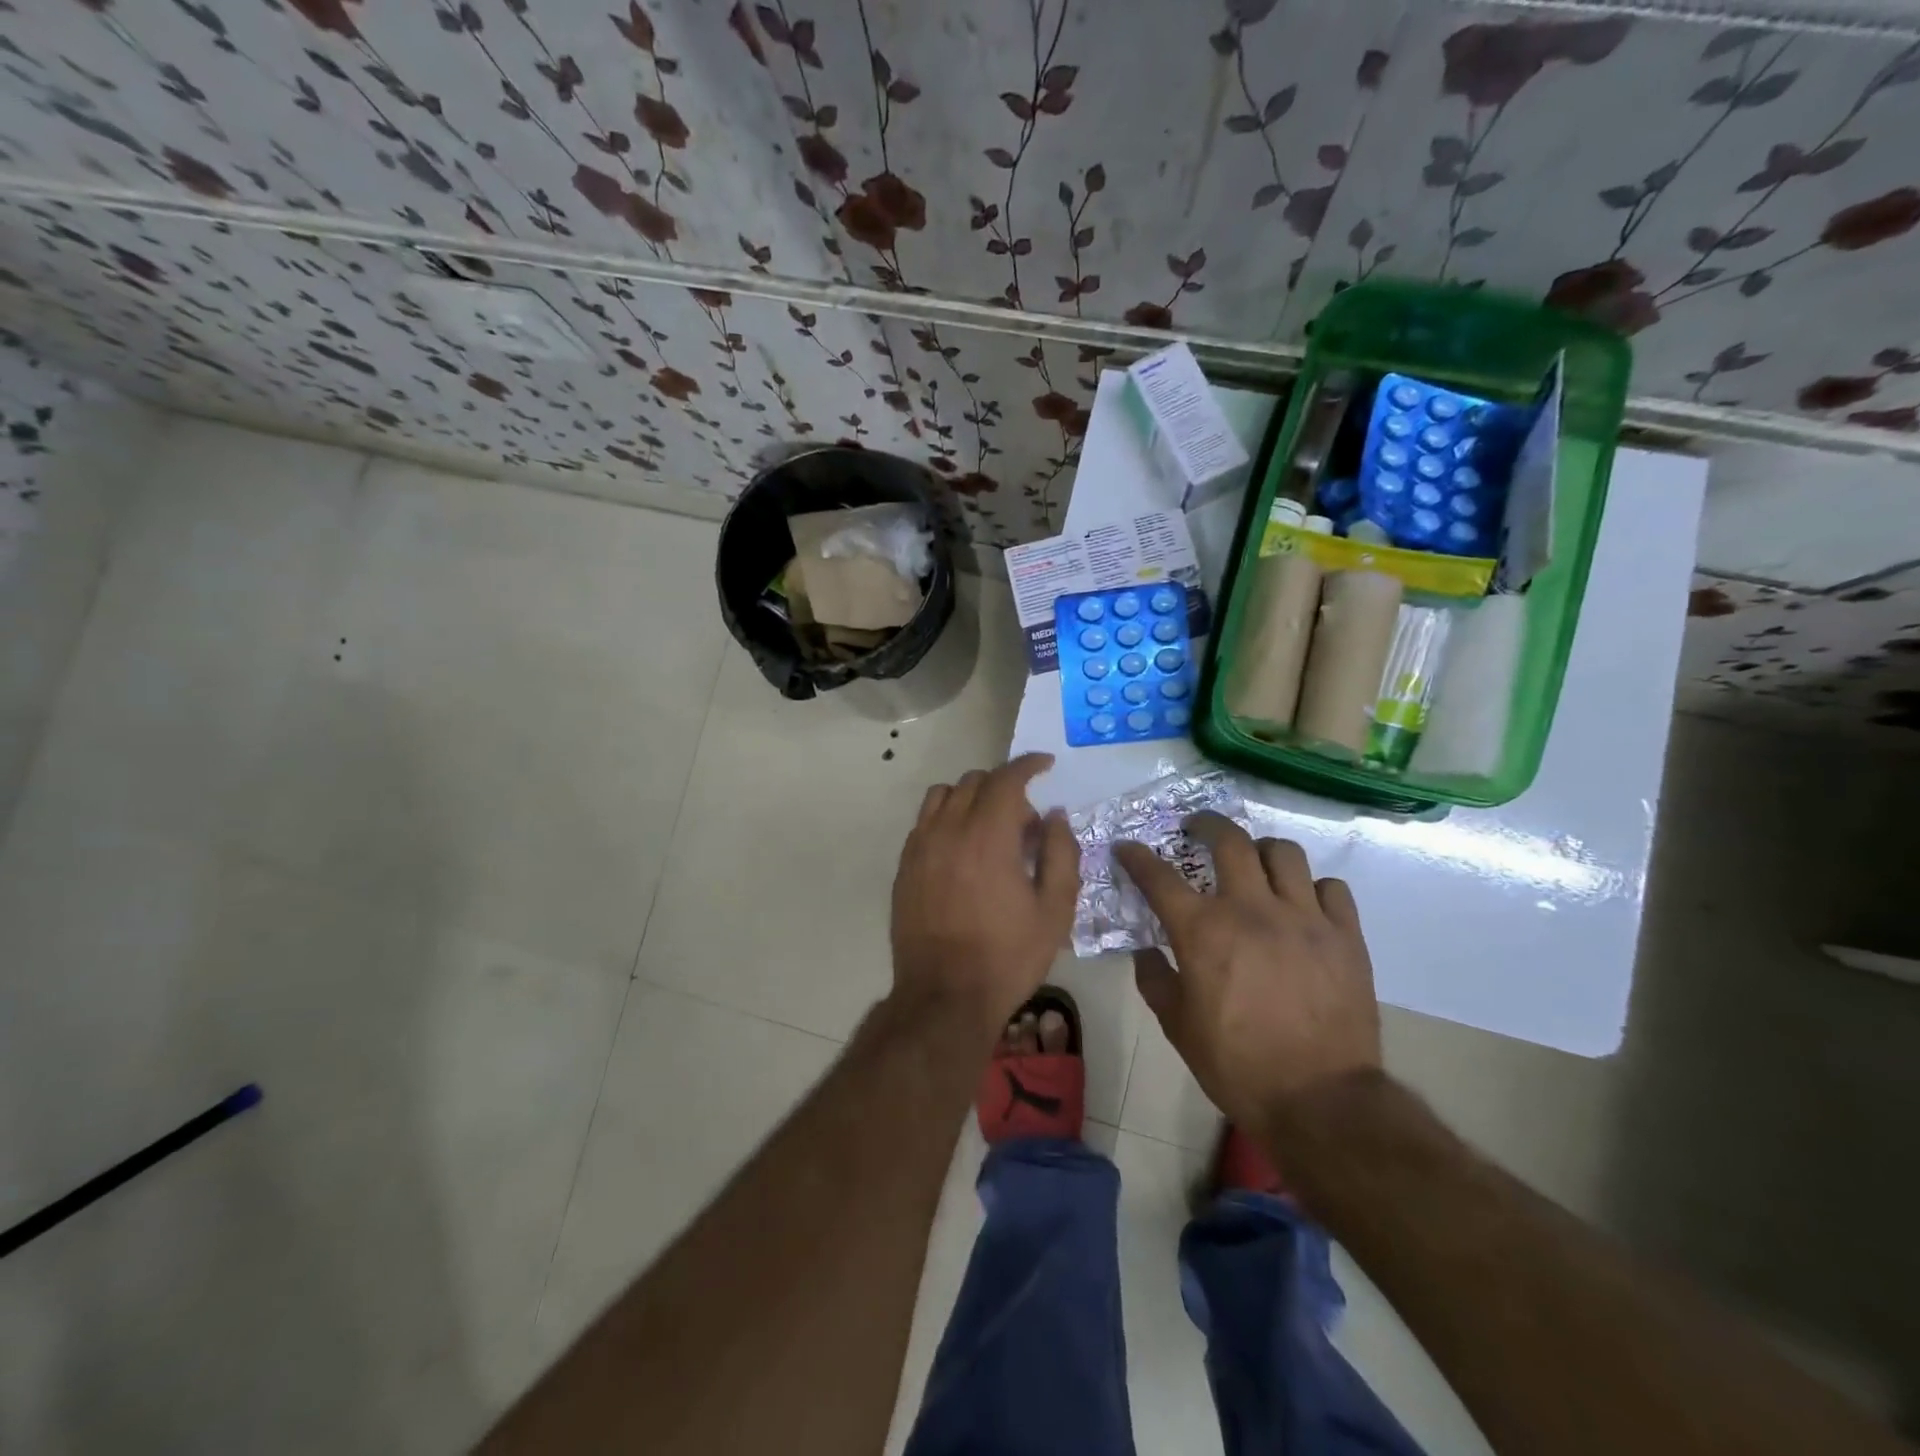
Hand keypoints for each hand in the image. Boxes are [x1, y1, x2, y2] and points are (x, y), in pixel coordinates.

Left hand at [891, 754, 1080, 1038]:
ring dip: (971, 797)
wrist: (945, 997)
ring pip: (943, 795)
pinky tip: (961, 849)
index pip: (1006, 779)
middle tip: (1025, 823)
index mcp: (988, 836)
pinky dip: (946, 818)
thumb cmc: (1007, 956)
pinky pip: (924, 822)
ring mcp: (920, 847)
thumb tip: (1053, 815)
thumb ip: (1060, 853)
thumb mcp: (1054, 910)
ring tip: (989, 829)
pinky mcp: (904, 867)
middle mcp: (948, 830)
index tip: (1045, 764)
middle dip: (1005, 788)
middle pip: (974, 782)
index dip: (1028, 764)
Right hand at [1114, 814, 1380, 1133]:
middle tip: (1196, 828)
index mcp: (1203, 931)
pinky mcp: (1346, 936)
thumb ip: (1154, 980)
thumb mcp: (1178, 1027)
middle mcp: (1251, 909)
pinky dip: (1313, 888)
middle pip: (1228, 841)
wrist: (1320, 1100)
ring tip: (1255, 862)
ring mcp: (1304, 918)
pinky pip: (1332, 888)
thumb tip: (1145, 952)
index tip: (1128, 848)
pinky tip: (1304, 904)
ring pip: (1284, 853)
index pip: (1158, 876)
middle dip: (1205, 824)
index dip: (1137, 857)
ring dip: (1261, 850)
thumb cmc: (1237, 1064)